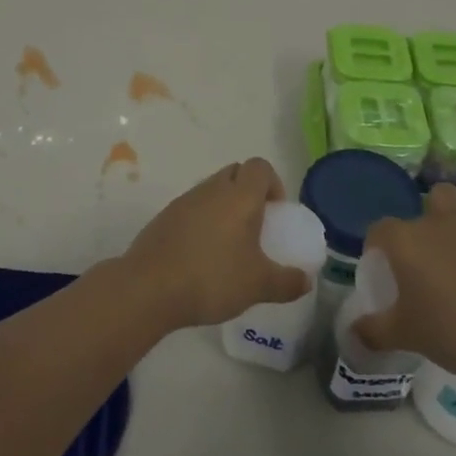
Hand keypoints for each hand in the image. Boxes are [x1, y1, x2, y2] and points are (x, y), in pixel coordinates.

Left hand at [121, 158, 310, 330]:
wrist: (150, 288)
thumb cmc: (212, 278)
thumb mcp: (258, 286)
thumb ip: (287, 282)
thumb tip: (306, 280)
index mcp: (239, 196)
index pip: (260, 167)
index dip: (273, 184)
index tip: (275, 213)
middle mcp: (212, 189)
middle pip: (235, 173)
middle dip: (248, 192)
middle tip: (255, 226)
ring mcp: (184, 200)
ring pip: (211, 190)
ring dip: (223, 206)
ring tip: (228, 245)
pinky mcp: (164, 217)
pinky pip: (191, 208)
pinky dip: (201, 221)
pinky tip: (201, 255)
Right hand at [354, 181, 455, 380]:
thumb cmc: (454, 333)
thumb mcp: (406, 336)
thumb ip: (374, 330)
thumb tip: (354, 331)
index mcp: (405, 242)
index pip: (379, 231)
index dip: (378, 247)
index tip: (386, 270)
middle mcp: (434, 220)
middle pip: (415, 211)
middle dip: (417, 230)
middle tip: (423, 261)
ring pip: (449, 194)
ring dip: (446, 209)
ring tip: (450, 234)